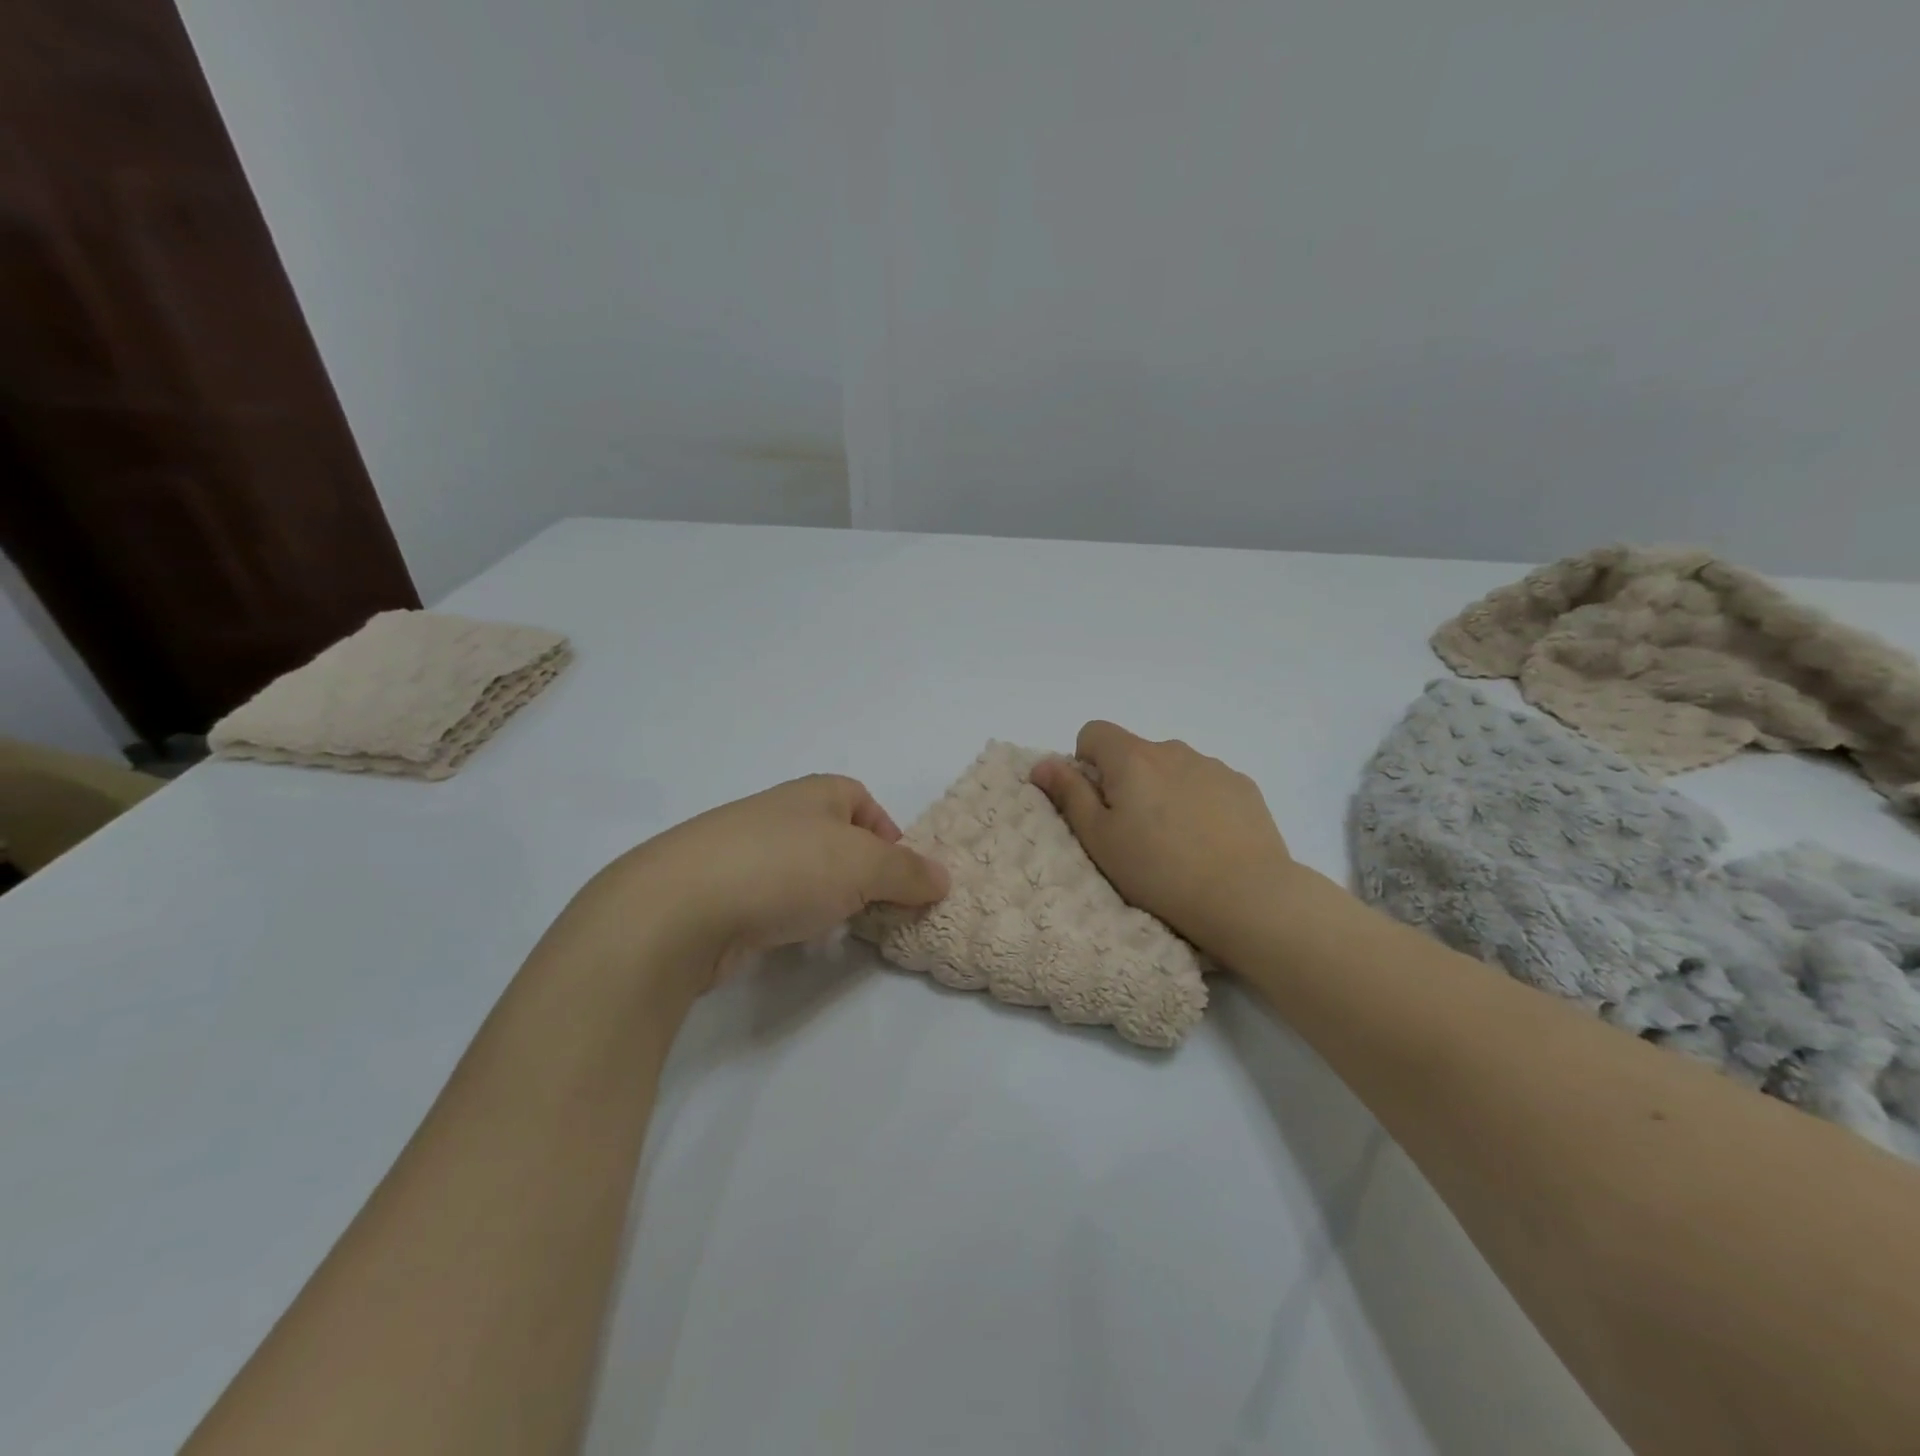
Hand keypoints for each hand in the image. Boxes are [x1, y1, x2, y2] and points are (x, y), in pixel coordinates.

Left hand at [555, 775, 949, 1002]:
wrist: (681, 907)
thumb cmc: (786, 867)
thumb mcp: (865, 865)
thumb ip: (909, 872)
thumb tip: (943, 878)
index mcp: (815, 794)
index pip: (863, 801)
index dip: (889, 835)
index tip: (902, 876)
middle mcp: (780, 815)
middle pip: (836, 840)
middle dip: (862, 874)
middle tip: (879, 909)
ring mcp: (745, 853)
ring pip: (804, 873)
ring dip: (827, 900)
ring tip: (839, 929)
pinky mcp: (721, 894)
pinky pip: (773, 901)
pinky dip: (790, 918)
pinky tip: (793, 940)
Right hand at [1029, 723, 1295, 956]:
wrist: (1246, 896)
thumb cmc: (1158, 871)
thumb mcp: (1099, 838)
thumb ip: (1068, 794)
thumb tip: (1043, 762)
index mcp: (1132, 758)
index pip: (1094, 732)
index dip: (1086, 763)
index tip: (1096, 802)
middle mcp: (1172, 750)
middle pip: (1135, 752)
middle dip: (1126, 781)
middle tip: (1133, 833)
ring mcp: (1213, 766)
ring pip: (1172, 768)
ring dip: (1164, 791)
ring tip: (1175, 842)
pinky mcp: (1243, 786)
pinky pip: (1206, 783)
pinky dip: (1199, 802)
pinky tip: (1208, 841)